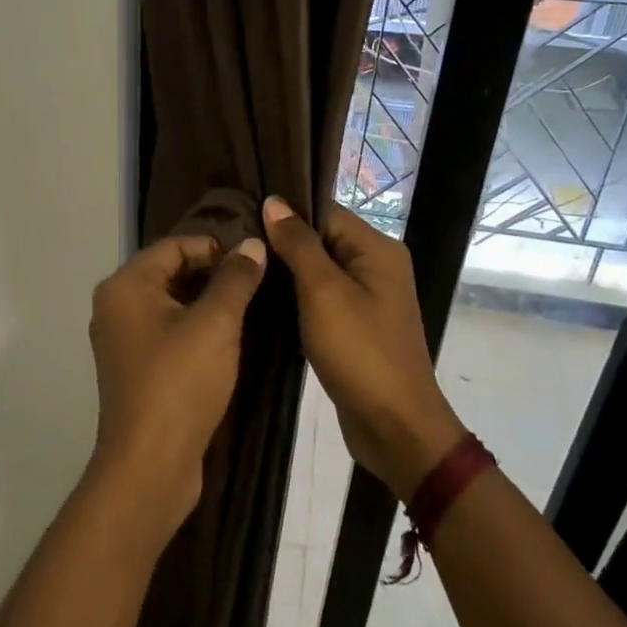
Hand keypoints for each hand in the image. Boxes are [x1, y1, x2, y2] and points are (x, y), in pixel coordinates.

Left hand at [85, 233, 267, 549]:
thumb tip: (252, 245)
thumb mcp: (215, 324)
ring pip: (170, 304)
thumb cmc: (180, 383)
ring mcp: (122, 340)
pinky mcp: (134, 368)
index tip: (256, 262)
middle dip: (213, 274)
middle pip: (170, 272)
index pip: (175, 245)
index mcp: (125, 285)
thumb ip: (235, 279)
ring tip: (250, 310)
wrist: (149, 464)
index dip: (217, 248)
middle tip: (258, 285)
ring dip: (207, 303)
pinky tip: (226, 341)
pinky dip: (194, 329)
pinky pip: (167, 332)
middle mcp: (115, 306)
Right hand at [262, 196, 463, 500]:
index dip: (284, 214)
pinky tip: (262, 301)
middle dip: (280, 243)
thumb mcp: (323, 292)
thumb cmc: (360, 352)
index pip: (324, 212)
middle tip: (233, 247)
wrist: (394, 425)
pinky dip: (295, 298)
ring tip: (241, 270)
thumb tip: (273, 201)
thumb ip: (298, 244)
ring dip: (285, 273)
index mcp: (377, 249)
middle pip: (321, 239)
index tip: (239, 219)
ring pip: (318, 270)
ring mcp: (368, 298)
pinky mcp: (356, 325)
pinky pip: (321, 298)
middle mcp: (376, 266)